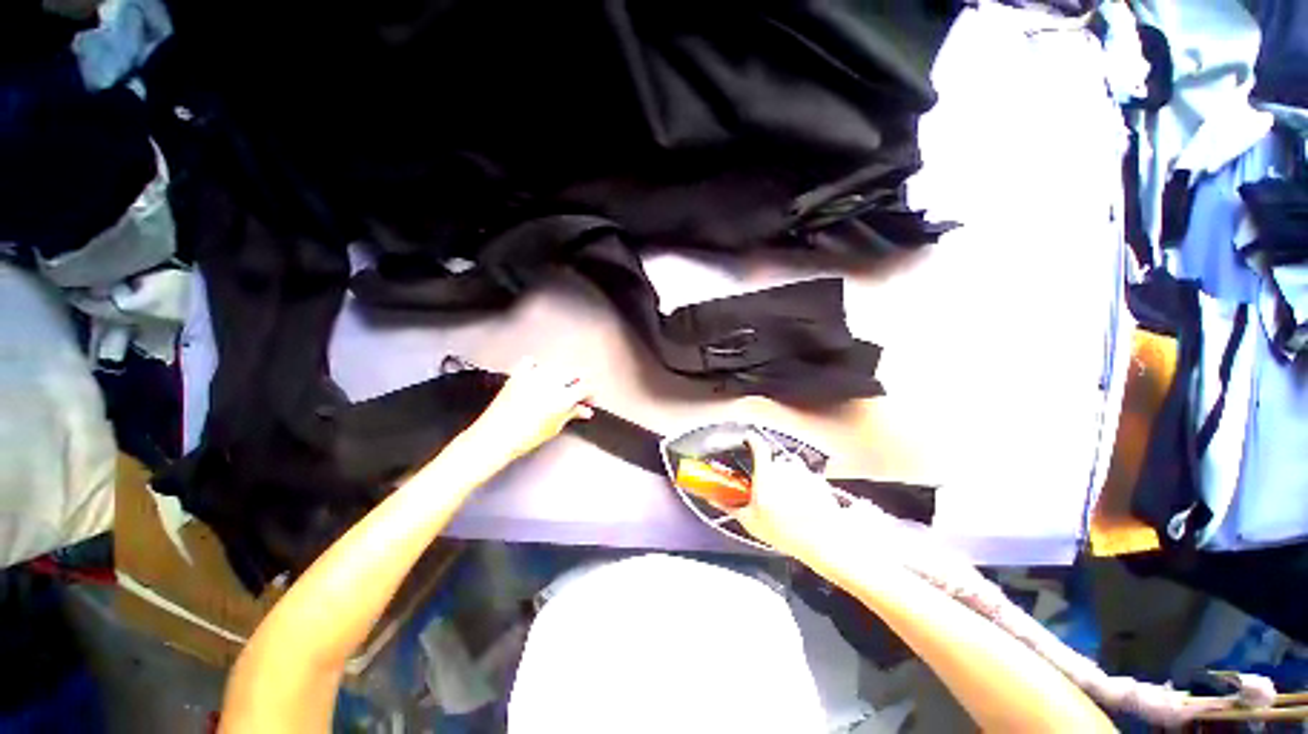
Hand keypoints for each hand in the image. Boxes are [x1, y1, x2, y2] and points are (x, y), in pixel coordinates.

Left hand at [472, 359, 593, 460]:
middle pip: (573, 373)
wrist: (495, 437)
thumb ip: (572, 414)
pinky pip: (531, 363)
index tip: (589, 399)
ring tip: (559, 388)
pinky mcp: (518, 375)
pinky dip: (536, 367)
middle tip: (577, 395)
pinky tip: (538, 376)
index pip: (586, 387)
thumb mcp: (554, 428)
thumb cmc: (524, 437)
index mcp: (563, 396)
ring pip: (556, 367)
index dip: (590, 393)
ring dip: (561, 376)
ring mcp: (533, 376)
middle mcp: (550, 382)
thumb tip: (584, 410)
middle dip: (579, 383)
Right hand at [731, 435, 845, 560]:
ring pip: (792, 470)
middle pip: (774, 461)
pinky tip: (803, 506)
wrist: (823, 540)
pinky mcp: (820, 483)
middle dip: (770, 472)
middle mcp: (785, 467)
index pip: (758, 445)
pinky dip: (804, 489)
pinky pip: (807, 480)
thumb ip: (732, 506)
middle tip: (767, 490)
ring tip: (787, 501)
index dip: (752, 440)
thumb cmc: (785, 530)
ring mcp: (805, 473)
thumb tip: (716, 500)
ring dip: (788, 480)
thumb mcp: (751, 521)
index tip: (749, 440)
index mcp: (766, 471)